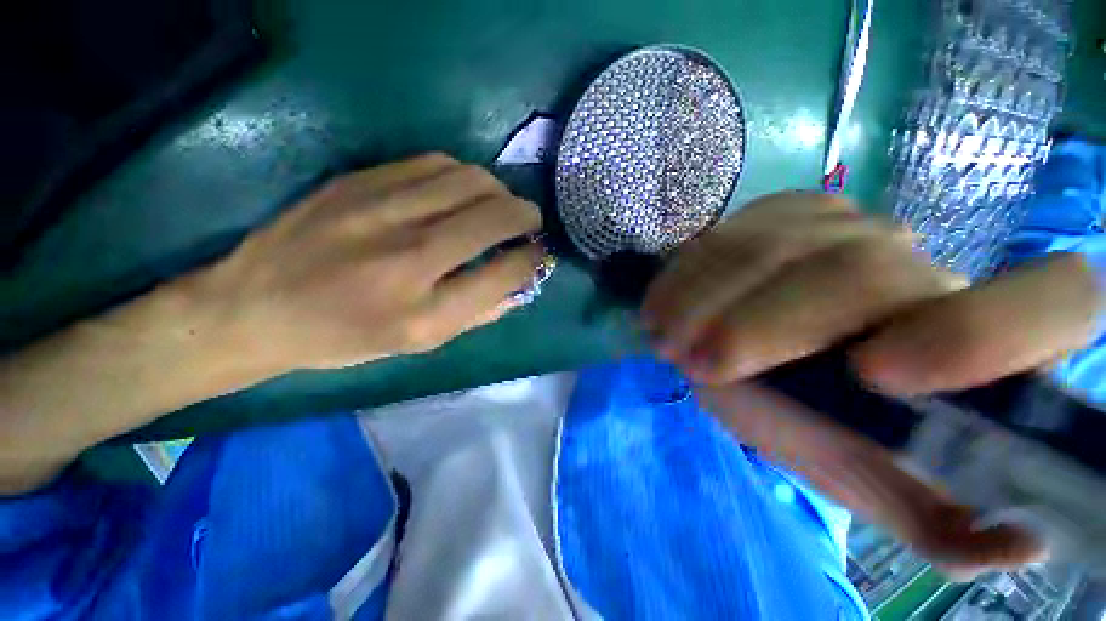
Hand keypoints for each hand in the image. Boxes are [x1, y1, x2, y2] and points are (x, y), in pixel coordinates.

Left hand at [193, 153, 546, 370]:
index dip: (531, 258)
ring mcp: (380, 212)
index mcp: (425, 315)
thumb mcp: (419, 345)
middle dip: (527, 216)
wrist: (254, 307)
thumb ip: (478, 314)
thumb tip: (521, 285)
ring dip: (499, 191)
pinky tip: (463, 191)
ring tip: (501, 205)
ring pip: (469, 181)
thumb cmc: (345, 338)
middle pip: (493, 217)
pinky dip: (464, 175)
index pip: (503, 273)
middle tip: (531, 222)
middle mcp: (408, 260)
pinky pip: (434, 163)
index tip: (539, 252)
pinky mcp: (359, 182)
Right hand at [642, 192, 1101, 577]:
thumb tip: (1025, 539)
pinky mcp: (779, 213)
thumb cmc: (818, 422)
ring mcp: (841, 225)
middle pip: (856, 272)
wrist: (754, 356)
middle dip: (762, 327)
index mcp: (975, 344)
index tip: (876, 375)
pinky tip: (663, 307)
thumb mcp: (872, 481)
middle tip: (699, 366)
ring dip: (703, 302)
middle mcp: (918, 264)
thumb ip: (942, 524)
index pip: (1056, 300)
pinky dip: (684, 277)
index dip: (984, 333)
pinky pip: (725, 236)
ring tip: (667, 341)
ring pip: (770, 249)